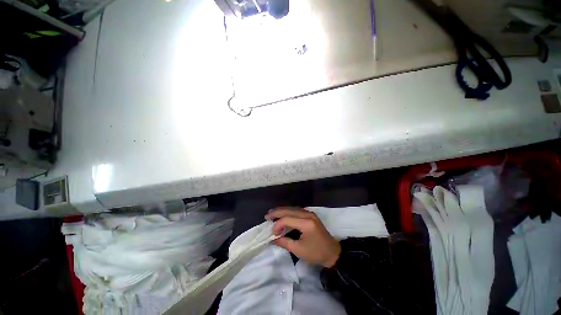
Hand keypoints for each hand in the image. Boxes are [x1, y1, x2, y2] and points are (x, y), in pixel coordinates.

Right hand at [266, 207, 340, 267]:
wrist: (332, 252)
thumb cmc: (316, 253)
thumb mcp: (299, 250)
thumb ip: (284, 242)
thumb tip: (272, 239)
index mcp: (306, 223)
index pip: (287, 219)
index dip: (277, 224)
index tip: (272, 233)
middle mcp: (308, 214)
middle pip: (289, 210)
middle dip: (277, 212)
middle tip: (267, 216)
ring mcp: (310, 213)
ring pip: (293, 208)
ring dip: (282, 210)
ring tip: (272, 214)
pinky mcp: (310, 215)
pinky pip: (297, 210)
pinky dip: (288, 212)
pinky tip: (283, 214)